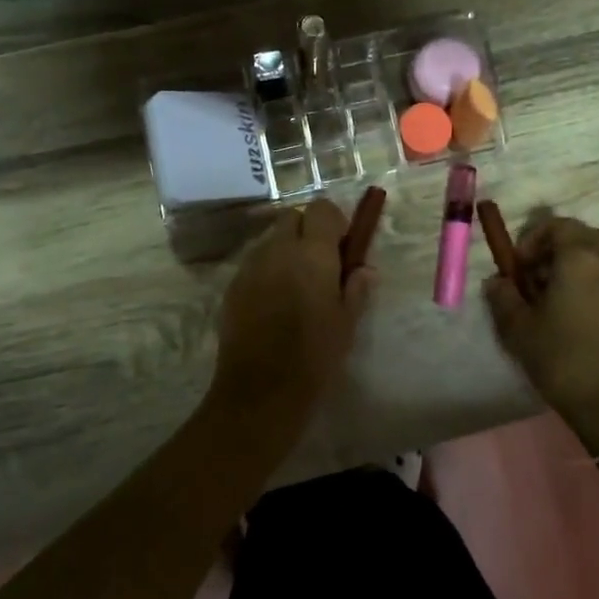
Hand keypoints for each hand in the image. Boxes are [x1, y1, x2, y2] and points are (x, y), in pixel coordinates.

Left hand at [211, 199, 372, 428]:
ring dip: (286, 250)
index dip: (333, 221)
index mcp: (312, 253)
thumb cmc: (315, 355)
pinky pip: (255, 264)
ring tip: (297, 285)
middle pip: (292, 217)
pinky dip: (268, 270)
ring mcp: (251, 266)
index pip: (321, 208)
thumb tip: (364, 269)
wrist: (261, 390)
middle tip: (321, 263)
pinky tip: (275, 302)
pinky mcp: (233, 286)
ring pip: (271, 240)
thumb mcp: (347, 322)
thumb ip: (356, 288)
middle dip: (308, 230)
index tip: (342, 246)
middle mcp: (279, 249)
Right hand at [484, 217, 598, 436]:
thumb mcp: (519, 330)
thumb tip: (497, 281)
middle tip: (537, 276)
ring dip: (577, 265)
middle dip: (557, 247)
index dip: (534, 238)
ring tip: (557, 298)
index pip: (558, 225)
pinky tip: (579, 316)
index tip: (519, 265)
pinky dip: (594, 283)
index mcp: (580, 259)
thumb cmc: (563, 360)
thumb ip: (503, 297)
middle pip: (583, 236)